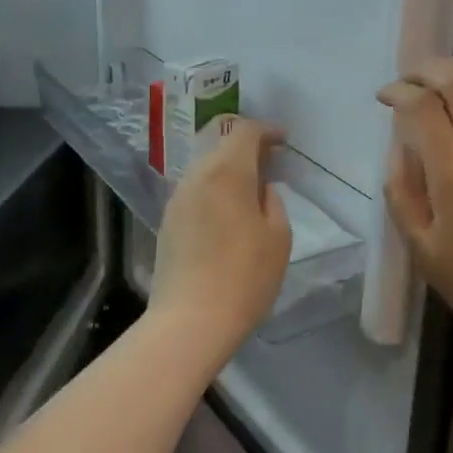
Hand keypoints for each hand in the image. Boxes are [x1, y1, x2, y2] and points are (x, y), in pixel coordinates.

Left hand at [150, 118, 291, 358]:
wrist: (191, 321)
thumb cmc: (245, 276)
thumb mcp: (278, 237)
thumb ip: (272, 201)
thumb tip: (260, 189)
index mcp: (227, 173)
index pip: (244, 131)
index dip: (266, 130)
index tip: (283, 142)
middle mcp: (197, 177)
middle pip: (220, 145)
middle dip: (247, 148)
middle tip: (271, 164)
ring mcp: (177, 200)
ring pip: (206, 169)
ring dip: (230, 170)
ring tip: (252, 190)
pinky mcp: (168, 223)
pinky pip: (196, 192)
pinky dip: (215, 190)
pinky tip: (229, 214)